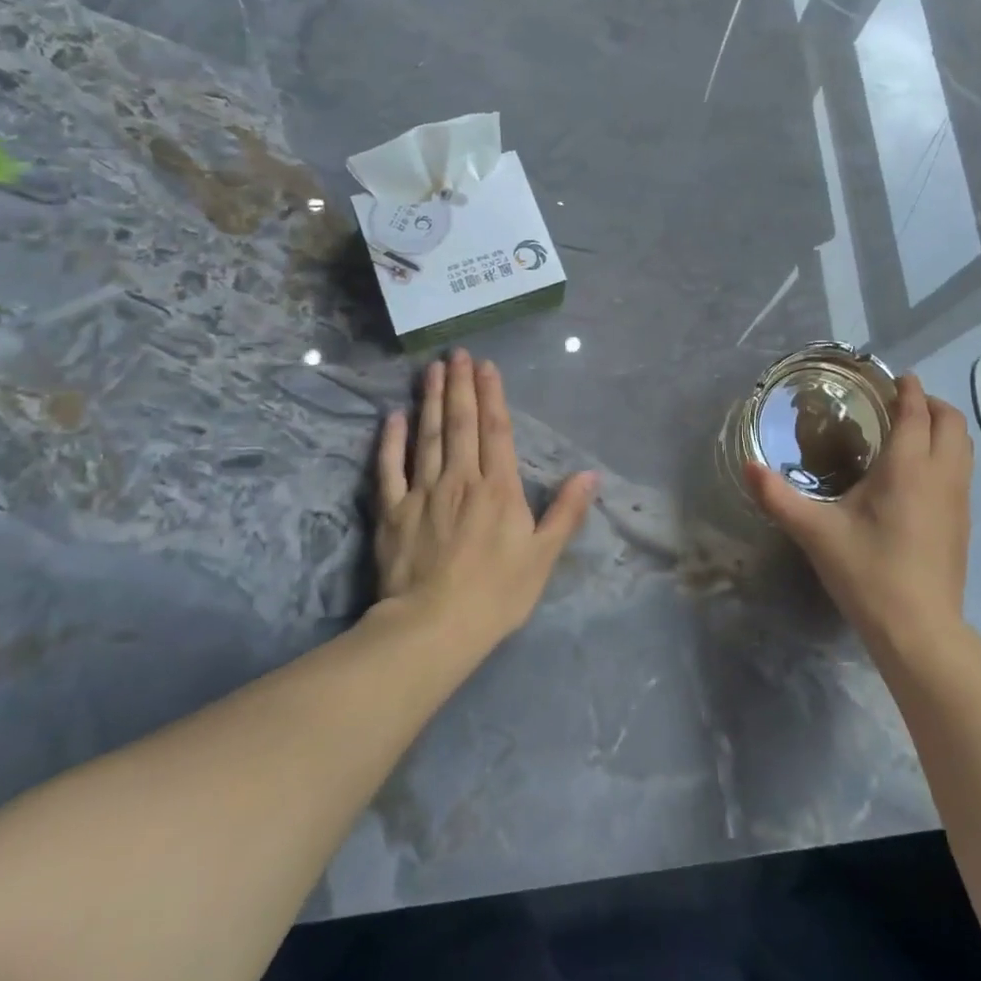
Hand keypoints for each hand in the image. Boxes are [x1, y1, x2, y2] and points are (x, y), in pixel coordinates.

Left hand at [375, 350, 596, 651]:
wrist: (432, 627)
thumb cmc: (496, 594)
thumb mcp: (543, 556)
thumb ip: (566, 512)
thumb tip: (591, 475)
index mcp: (498, 488)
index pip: (496, 431)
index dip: (492, 396)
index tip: (486, 366)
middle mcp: (460, 479)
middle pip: (460, 423)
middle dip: (459, 385)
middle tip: (456, 353)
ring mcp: (422, 492)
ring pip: (427, 436)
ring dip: (429, 400)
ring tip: (431, 370)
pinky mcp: (392, 512)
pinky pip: (390, 468)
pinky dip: (391, 441)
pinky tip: (392, 417)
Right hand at [745, 374, 973, 655]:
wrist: (919, 631)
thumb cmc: (868, 573)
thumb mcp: (816, 533)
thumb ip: (778, 498)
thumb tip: (747, 466)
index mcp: (908, 467)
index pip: (916, 412)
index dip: (908, 389)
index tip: (895, 377)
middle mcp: (941, 475)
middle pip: (951, 422)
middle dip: (930, 403)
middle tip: (900, 403)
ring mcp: (959, 501)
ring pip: (963, 447)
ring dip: (943, 429)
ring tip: (911, 432)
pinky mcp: (963, 524)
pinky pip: (962, 471)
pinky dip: (947, 455)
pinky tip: (919, 476)